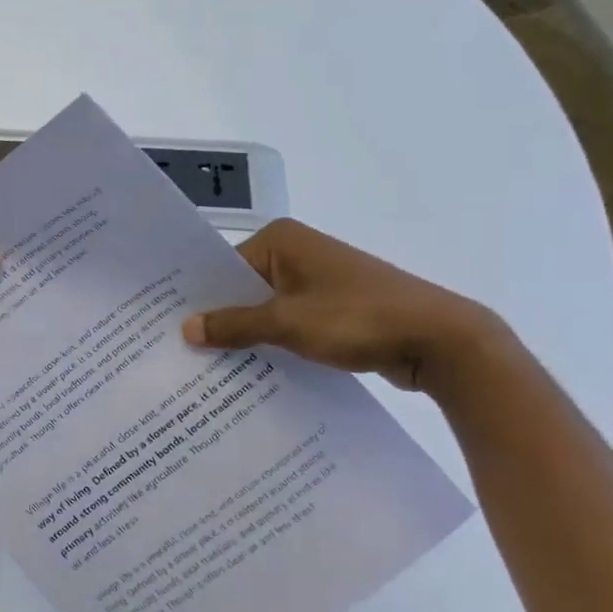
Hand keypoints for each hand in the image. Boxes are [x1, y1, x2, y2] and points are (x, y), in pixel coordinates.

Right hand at [181, 218, 505, 393]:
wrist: (441, 340)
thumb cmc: (358, 318)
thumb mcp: (287, 323)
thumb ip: (234, 325)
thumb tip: (186, 329)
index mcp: (282, 240)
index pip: (223, 268)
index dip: (199, 298)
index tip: (170, 328)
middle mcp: (297, 253)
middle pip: (242, 288)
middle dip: (221, 319)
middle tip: (181, 352)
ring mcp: (318, 281)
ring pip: (266, 309)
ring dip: (247, 336)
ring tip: (209, 367)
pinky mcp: (334, 309)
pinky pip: (290, 323)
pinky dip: (274, 343)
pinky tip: (252, 371)